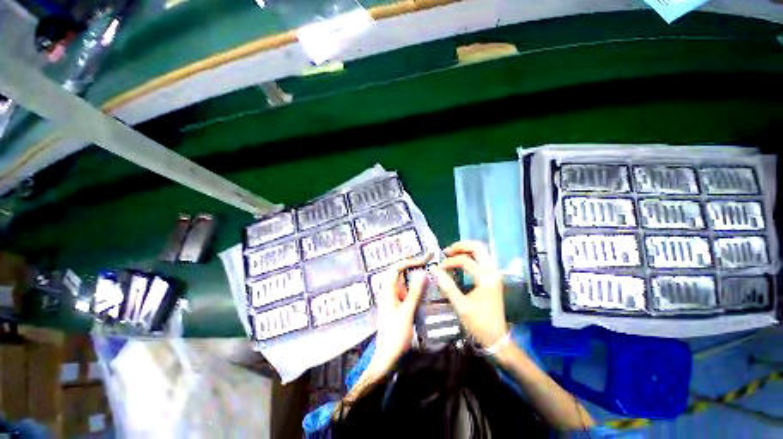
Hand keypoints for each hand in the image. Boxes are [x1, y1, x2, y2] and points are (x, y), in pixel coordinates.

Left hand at [367, 255, 429, 374]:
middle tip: (429, 259)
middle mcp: (390, 291)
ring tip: (430, 269)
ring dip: (416, 275)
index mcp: (388, 290)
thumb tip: (423, 273)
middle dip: (414, 265)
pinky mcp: (399, 306)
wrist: (387, 358)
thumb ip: (415, 292)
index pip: (397, 268)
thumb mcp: (407, 312)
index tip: (424, 260)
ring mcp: (394, 299)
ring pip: (406, 282)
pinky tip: (426, 287)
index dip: (409, 261)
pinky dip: (417, 287)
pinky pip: (408, 292)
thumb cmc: (395, 335)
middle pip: (401, 273)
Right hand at [430, 241, 507, 347]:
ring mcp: (495, 273)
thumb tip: (434, 269)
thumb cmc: (479, 323)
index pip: (465, 261)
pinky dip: (471, 256)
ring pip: (481, 251)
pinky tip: (461, 261)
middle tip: (446, 251)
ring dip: (466, 249)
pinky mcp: (494, 277)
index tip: (439, 268)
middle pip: (478, 247)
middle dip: (460, 246)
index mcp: (486, 278)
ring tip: (452, 254)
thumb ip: (447, 286)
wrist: (497, 337)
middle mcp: (493, 271)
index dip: (450, 262)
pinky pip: (483, 258)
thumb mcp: (460, 305)